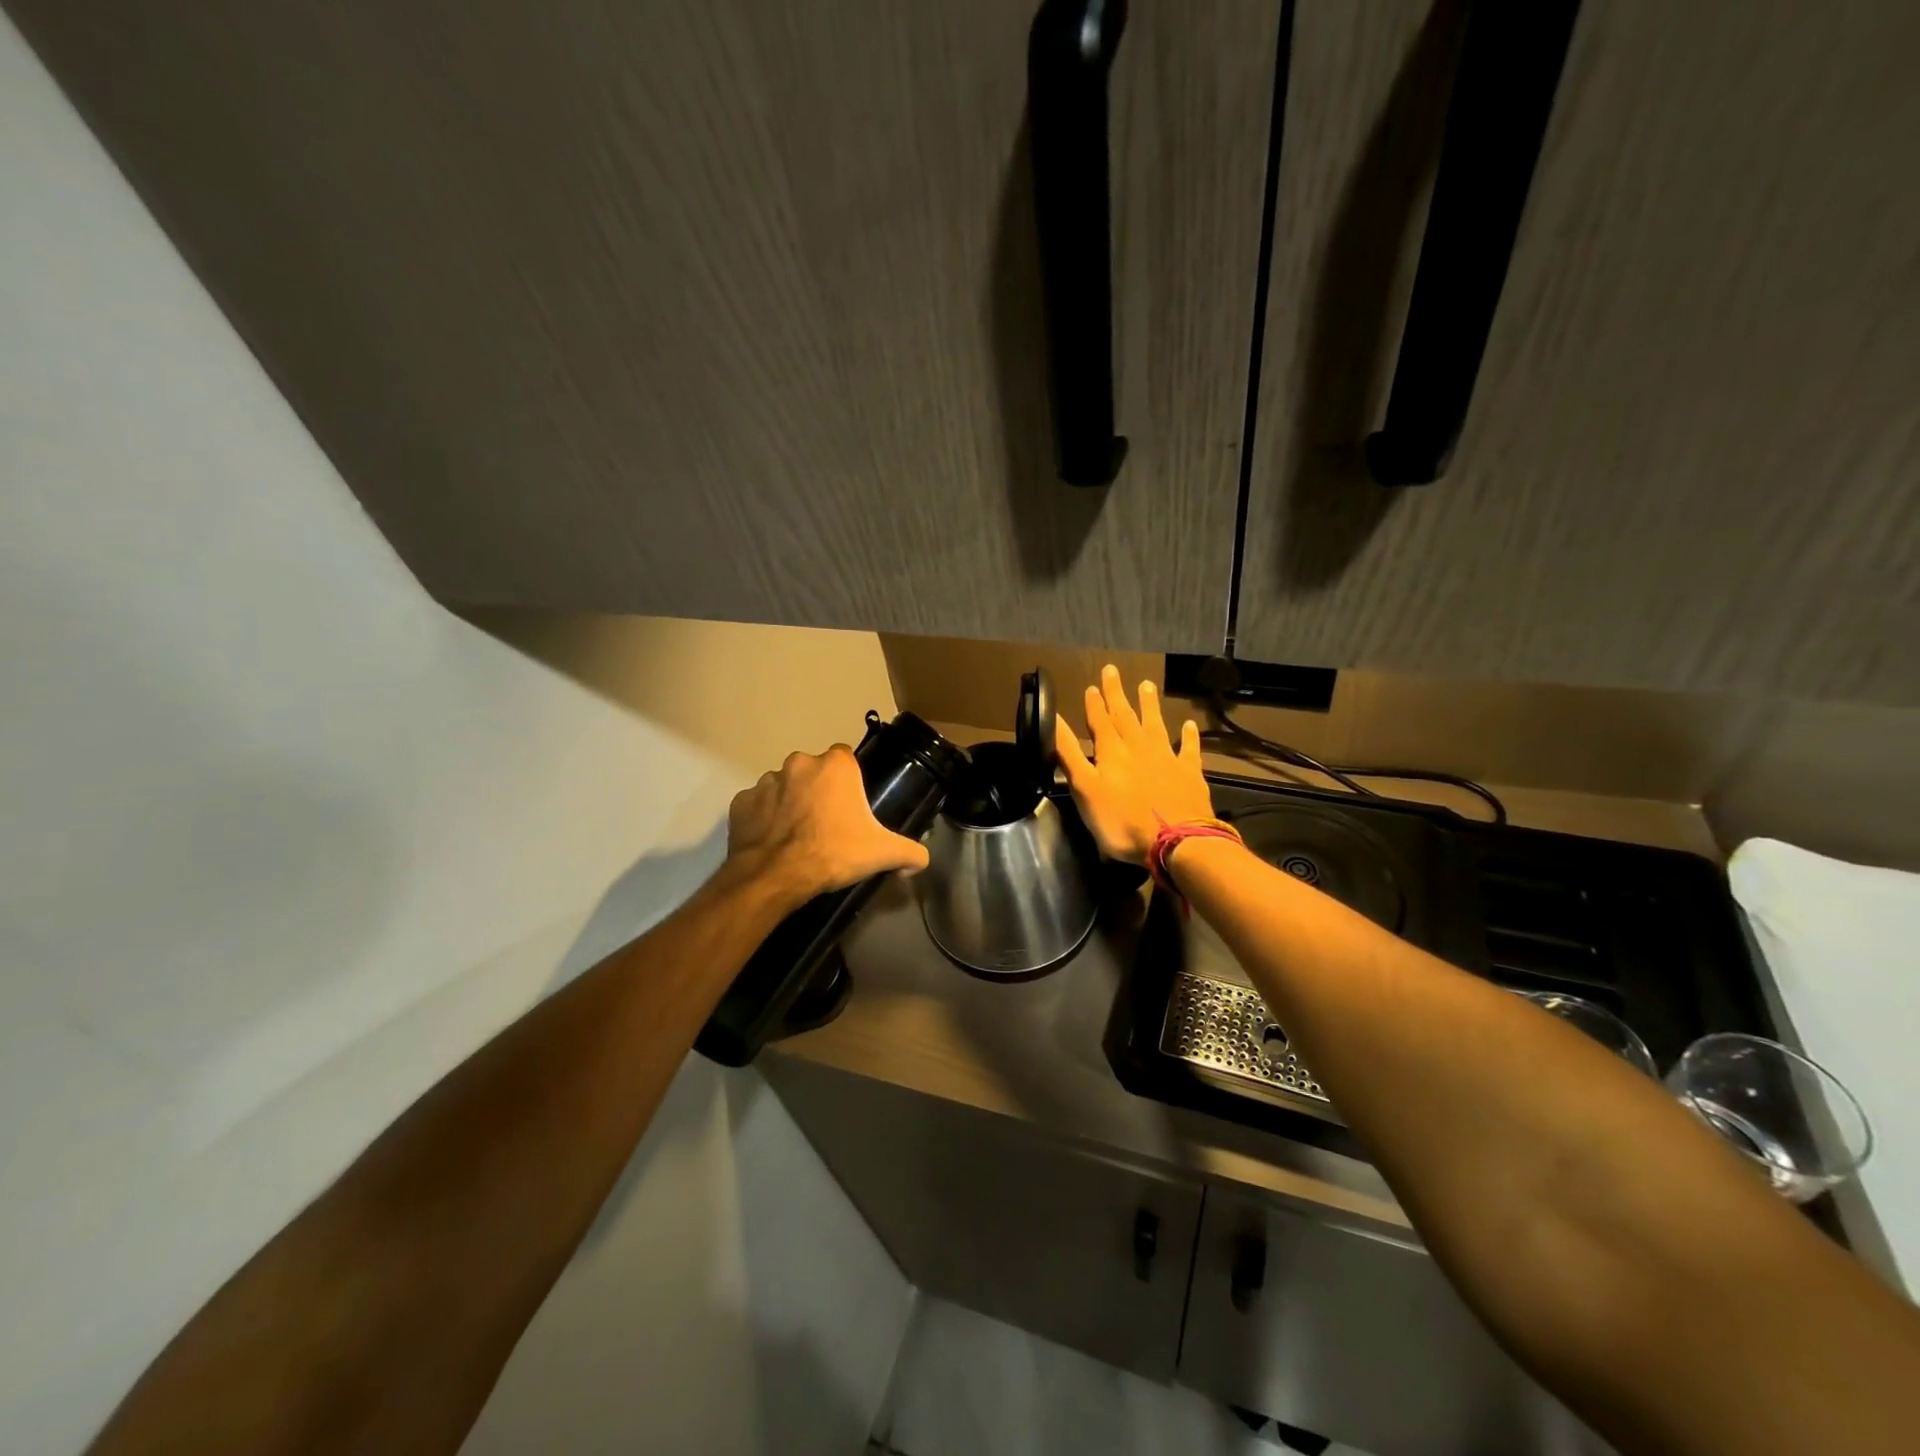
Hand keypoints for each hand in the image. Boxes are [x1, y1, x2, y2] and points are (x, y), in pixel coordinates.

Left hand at [726, 745, 930, 909]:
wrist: (776, 876)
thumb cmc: (833, 853)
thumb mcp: (882, 853)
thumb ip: (910, 852)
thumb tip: (921, 861)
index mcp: (835, 766)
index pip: (846, 759)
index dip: (850, 781)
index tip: (851, 806)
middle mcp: (799, 763)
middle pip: (814, 771)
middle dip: (819, 791)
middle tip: (827, 824)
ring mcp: (766, 781)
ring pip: (784, 786)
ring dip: (791, 803)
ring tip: (798, 835)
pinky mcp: (741, 802)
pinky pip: (758, 806)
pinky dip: (764, 819)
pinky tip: (773, 841)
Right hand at [1056, 665, 1214, 864]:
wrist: (1176, 842)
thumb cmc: (1122, 821)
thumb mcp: (1085, 790)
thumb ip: (1070, 755)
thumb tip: (1054, 720)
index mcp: (1112, 752)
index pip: (1100, 721)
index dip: (1094, 704)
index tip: (1091, 686)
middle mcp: (1139, 747)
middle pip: (1126, 716)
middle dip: (1117, 694)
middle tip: (1113, 670)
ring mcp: (1167, 758)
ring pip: (1156, 725)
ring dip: (1150, 705)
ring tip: (1147, 685)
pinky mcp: (1189, 774)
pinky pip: (1189, 749)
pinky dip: (1188, 736)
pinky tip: (1189, 725)